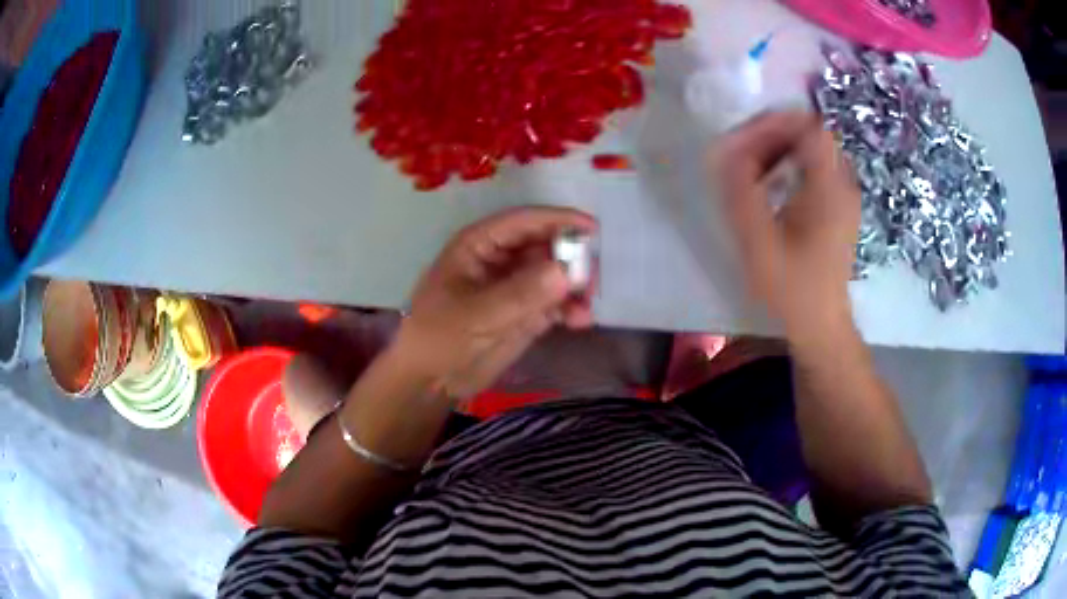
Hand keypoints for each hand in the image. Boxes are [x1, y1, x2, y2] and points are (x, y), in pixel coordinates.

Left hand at [394, 206, 597, 399]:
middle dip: (570, 256)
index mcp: (479, 245)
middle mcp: (500, 260)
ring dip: (574, 285)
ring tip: (587, 303)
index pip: (522, 222)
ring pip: (554, 274)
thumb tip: (565, 271)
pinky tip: (580, 320)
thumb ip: (521, 293)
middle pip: (544, 245)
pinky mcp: (525, 313)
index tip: (592, 228)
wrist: (431, 381)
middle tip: (592, 276)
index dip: (557, 220)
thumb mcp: (477, 315)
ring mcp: (514, 287)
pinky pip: (555, 302)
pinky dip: (569, 308)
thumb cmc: (440, 338)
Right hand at [711, 111, 860, 344]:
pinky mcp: (838, 208)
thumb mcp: (758, 242)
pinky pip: (814, 169)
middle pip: (809, 134)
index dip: (774, 122)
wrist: (821, 326)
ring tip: (751, 170)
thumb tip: (726, 150)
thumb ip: (740, 191)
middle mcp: (843, 184)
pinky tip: (770, 188)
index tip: (743, 138)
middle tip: (741, 154)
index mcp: (830, 189)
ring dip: (778, 150)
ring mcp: (843, 196)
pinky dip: (789, 166)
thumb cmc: (792, 289)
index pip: (809, 126)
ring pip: (810, 150)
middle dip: (771, 134)